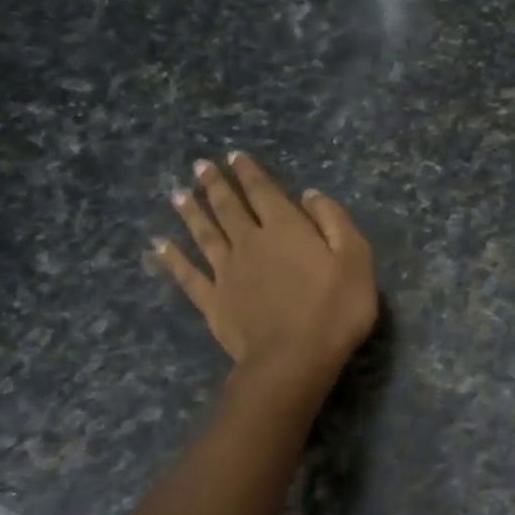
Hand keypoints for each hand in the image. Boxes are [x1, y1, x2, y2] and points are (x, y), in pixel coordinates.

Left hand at [151, 153, 377, 385]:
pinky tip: (159, 246)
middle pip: (228, 208)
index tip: (235, 156)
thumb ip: (333, 221)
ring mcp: (226, 272)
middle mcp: (250, 242)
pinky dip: (172, 259)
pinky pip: (188, 275)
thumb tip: (310, 194)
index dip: (250, 173)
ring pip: (204, 234)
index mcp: (286, 229)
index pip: (264, 192)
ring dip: (191, 212)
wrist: (294, 358)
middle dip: (215, 185)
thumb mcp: (355, 259)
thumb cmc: (335, 309)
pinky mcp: (213, 302)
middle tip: (201, 166)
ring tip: (178, 193)